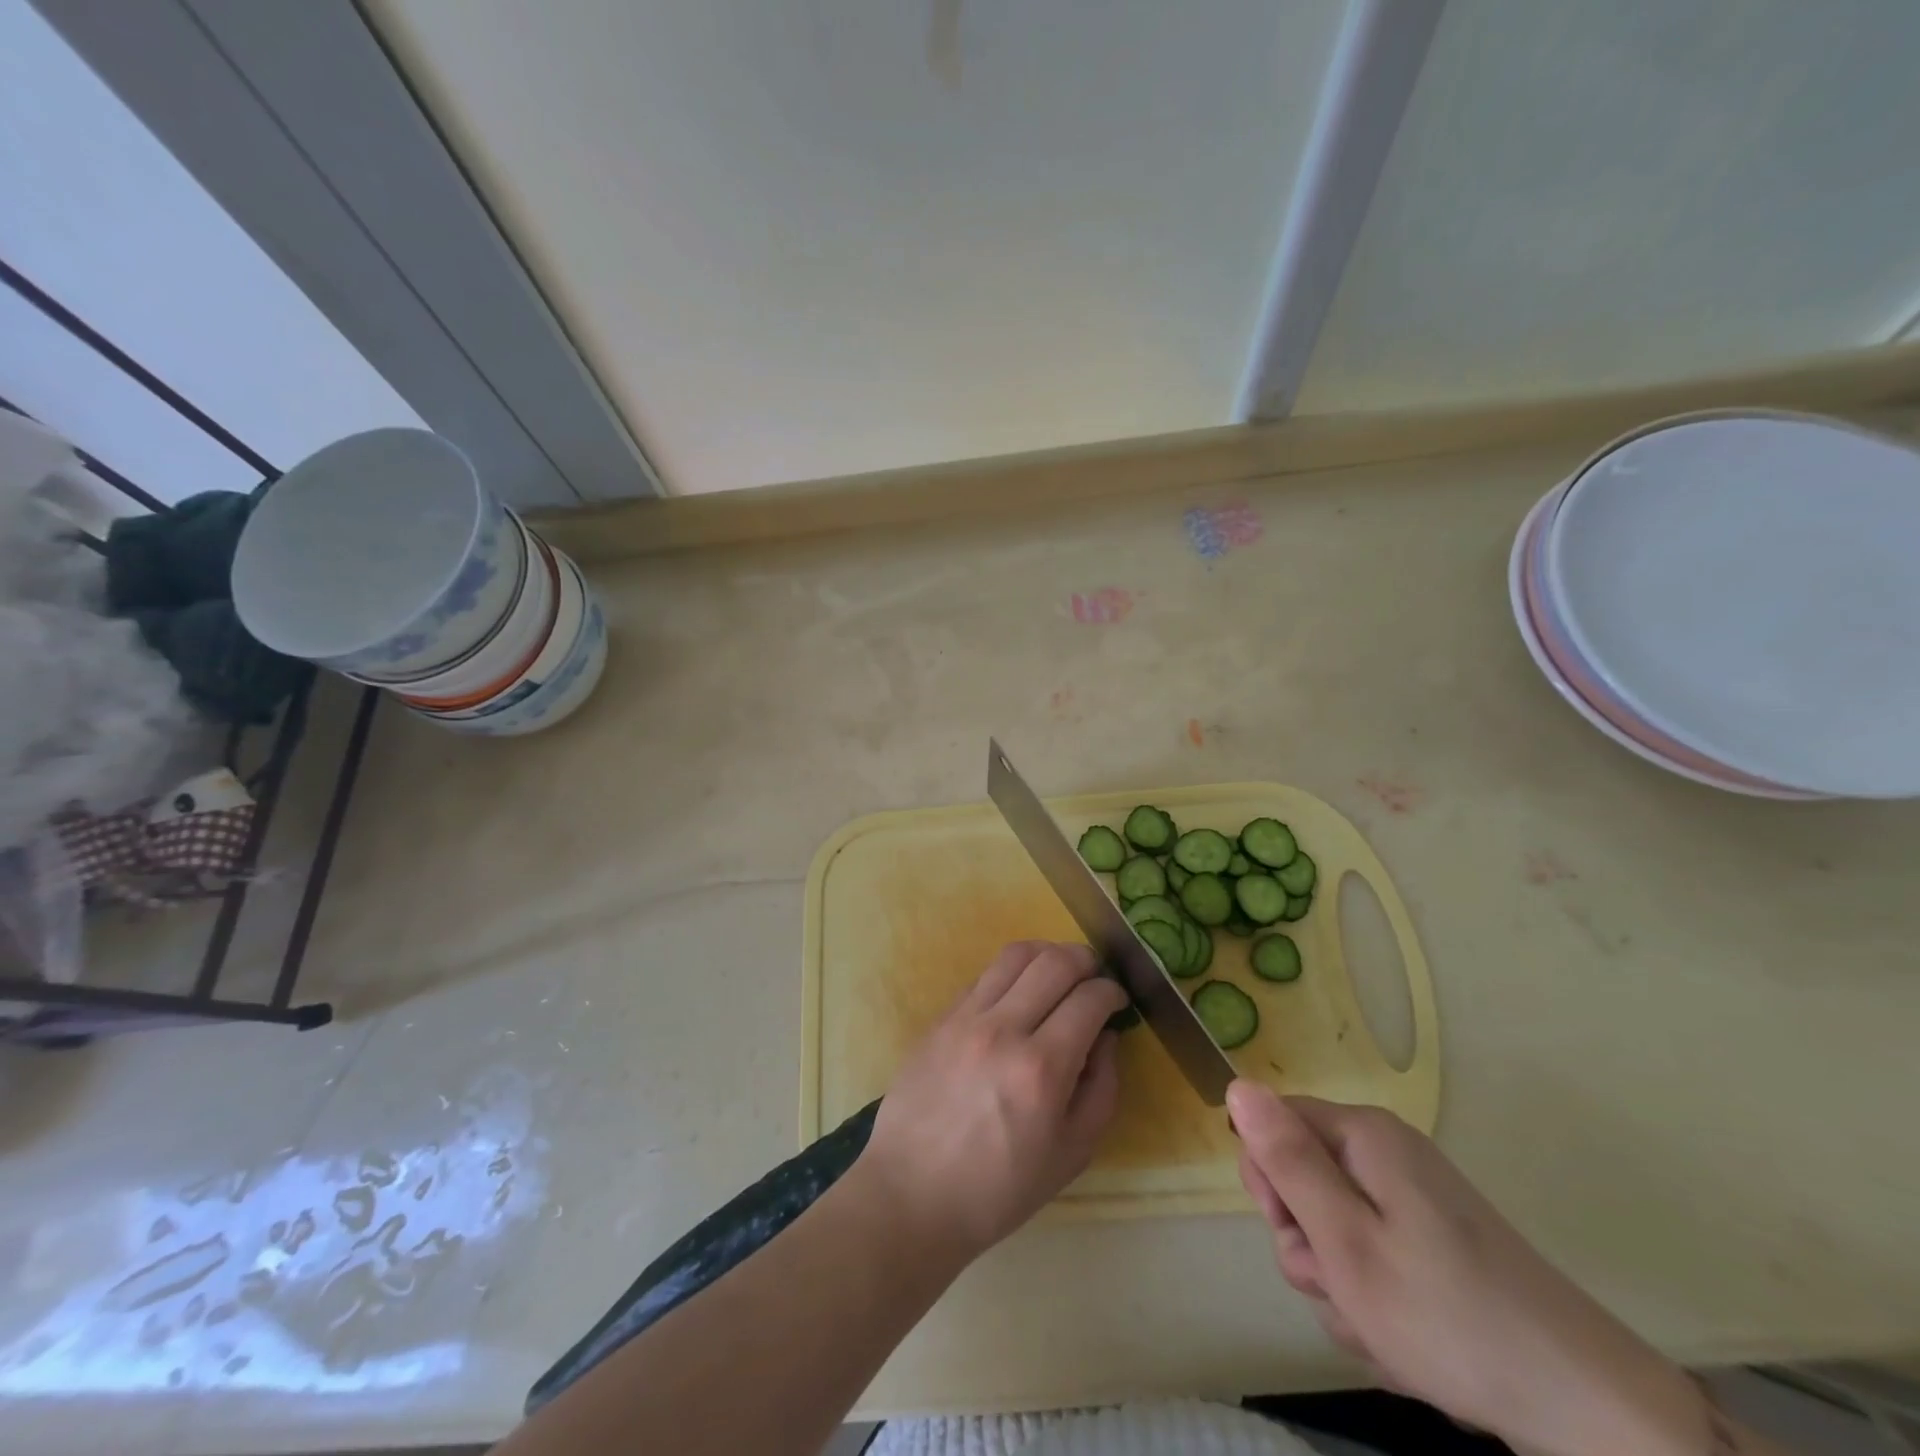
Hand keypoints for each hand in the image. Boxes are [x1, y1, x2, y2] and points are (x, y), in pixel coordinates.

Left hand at [853, 941, 1125, 1264]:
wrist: (911, 1194)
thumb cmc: (998, 1189)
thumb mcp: (1071, 1154)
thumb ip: (1101, 1089)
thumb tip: (1106, 1037)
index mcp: (1041, 1069)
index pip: (1089, 999)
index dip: (1112, 992)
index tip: (1117, 1001)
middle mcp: (1003, 1030)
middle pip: (1055, 962)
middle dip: (1086, 960)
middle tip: (1094, 977)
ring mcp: (966, 1018)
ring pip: (1015, 954)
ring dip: (1047, 954)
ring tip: (1058, 972)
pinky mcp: (940, 1017)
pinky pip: (984, 976)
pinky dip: (1011, 974)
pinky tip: (1018, 995)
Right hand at [1229, 1081, 1710, 1455]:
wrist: (1586, 1407)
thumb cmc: (1446, 1317)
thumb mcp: (1344, 1241)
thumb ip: (1286, 1161)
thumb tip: (1238, 1084)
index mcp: (1363, 1136)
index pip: (1272, 1125)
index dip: (1269, 1181)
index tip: (1298, 1234)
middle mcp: (1387, 1153)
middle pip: (1303, 1179)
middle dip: (1308, 1243)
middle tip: (1342, 1287)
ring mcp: (1415, 1200)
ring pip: (1335, 1229)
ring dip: (1342, 1284)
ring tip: (1382, 1329)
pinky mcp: (1436, 1244)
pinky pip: (1374, 1257)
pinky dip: (1376, 1300)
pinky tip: (1407, 1342)